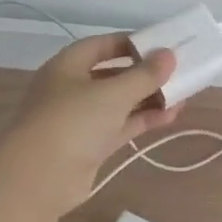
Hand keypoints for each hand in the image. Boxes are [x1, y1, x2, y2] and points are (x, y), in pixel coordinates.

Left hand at [0, 34, 181, 208]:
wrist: (38, 178)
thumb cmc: (73, 121)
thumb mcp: (113, 93)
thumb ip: (145, 74)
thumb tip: (169, 54)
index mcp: (67, 66)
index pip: (101, 45)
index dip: (130, 44)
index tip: (160, 46)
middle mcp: (71, 89)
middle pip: (112, 75)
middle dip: (144, 75)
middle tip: (177, 73)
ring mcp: (79, 120)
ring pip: (119, 103)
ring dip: (148, 99)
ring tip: (182, 96)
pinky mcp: (89, 147)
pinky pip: (120, 127)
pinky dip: (143, 120)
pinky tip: (170, 116)